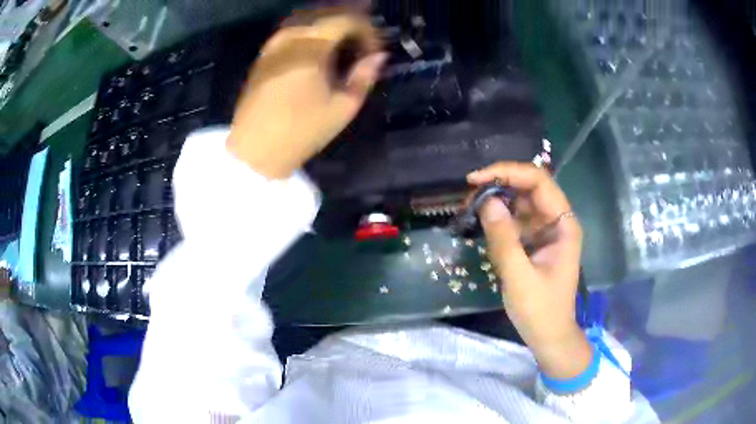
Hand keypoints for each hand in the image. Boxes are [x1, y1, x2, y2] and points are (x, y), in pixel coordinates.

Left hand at [227, 10, 386, 178]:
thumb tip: (379, 56)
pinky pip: (291, 30)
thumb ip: (364, 76)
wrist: (254, 151)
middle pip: (326, 13)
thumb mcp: (342, 108)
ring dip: (329, 25)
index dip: (367, 30)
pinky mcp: (263, 55)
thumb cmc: (301, 132)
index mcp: (311, 48)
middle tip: (364, 41)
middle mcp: (290, 37)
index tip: (375, 50)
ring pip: (306, 19)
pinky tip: (318, 48)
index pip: (346, 20)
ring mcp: (273, 44)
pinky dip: (310, 32)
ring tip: (345, 42)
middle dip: (350, 22)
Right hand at [468, 163, 591, 379]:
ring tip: (469, 208)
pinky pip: (516, 219)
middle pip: (530, 187)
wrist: (549, 335)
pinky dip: (498, 217)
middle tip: (468, 195)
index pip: (539, 182)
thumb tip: (486, 201)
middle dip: (499, 185)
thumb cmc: (540, 310)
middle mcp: (557, 220)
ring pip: (521, 201)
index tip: (475, 180)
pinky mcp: (535, 241)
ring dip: (496, 200)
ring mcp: (547, 230)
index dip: (508, 172)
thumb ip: (504, 239)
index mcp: (564, 224)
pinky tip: (480, 221)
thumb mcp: (519, 277)